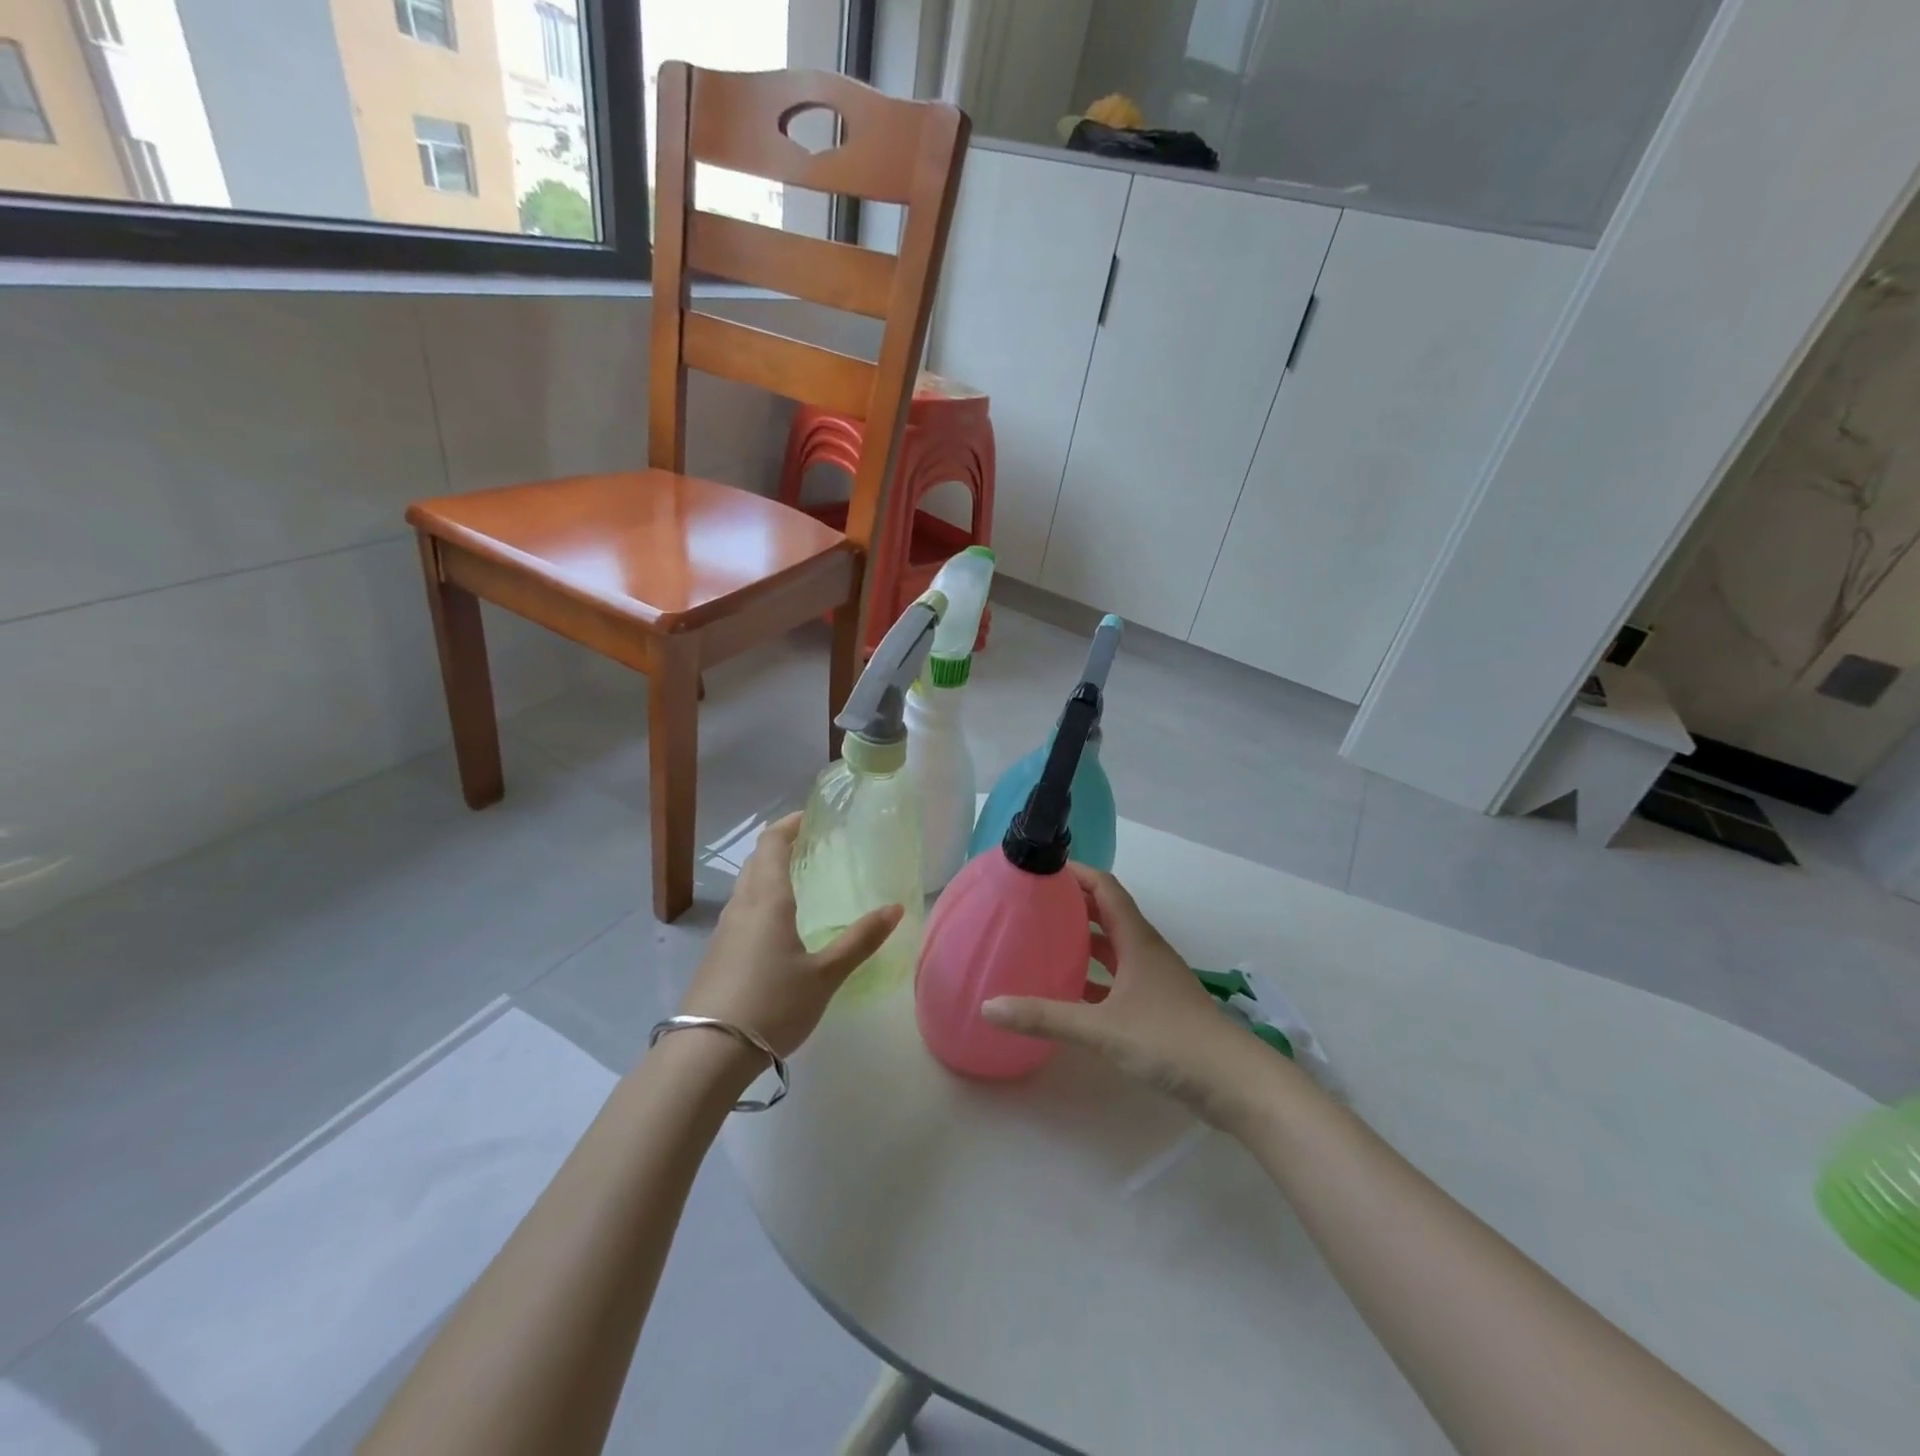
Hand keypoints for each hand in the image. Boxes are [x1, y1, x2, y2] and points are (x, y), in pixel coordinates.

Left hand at [677, 813, 902, 1058]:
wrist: (707, 1053)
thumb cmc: (772, 1004)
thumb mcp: (825, 975)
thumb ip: (860, 940)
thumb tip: (896, 908)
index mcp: (767, 900)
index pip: (772, 844)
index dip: (789, 824)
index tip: (810, 816)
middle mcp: (741, 907)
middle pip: (756, 862)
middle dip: (780, 846)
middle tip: (810, 845)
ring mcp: (724, 931)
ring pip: (746, 887)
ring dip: (768, 873)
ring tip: (798, 880)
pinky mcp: (717, 955)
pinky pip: (741, 912)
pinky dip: (760, 900)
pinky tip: (777, 926)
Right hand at [981, 864, 1273, 1126]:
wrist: (1233, 1083)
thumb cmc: (1169, 1040)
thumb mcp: (1101, 1028)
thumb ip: (1045, 1017)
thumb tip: (988, 1007)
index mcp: (1136, 940)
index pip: (1105, 888)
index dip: (1076, 873)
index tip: (1041, 870)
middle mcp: (1146, 950)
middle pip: (1107, 913)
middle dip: (1073, 904)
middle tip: (1032, 904)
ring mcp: (1154, 979)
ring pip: (1113, 946)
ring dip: (1084, 940)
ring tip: (1044, 941)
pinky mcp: (1157, 1006)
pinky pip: (1118, 977)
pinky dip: (1094, 976)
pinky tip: (1069, 991)